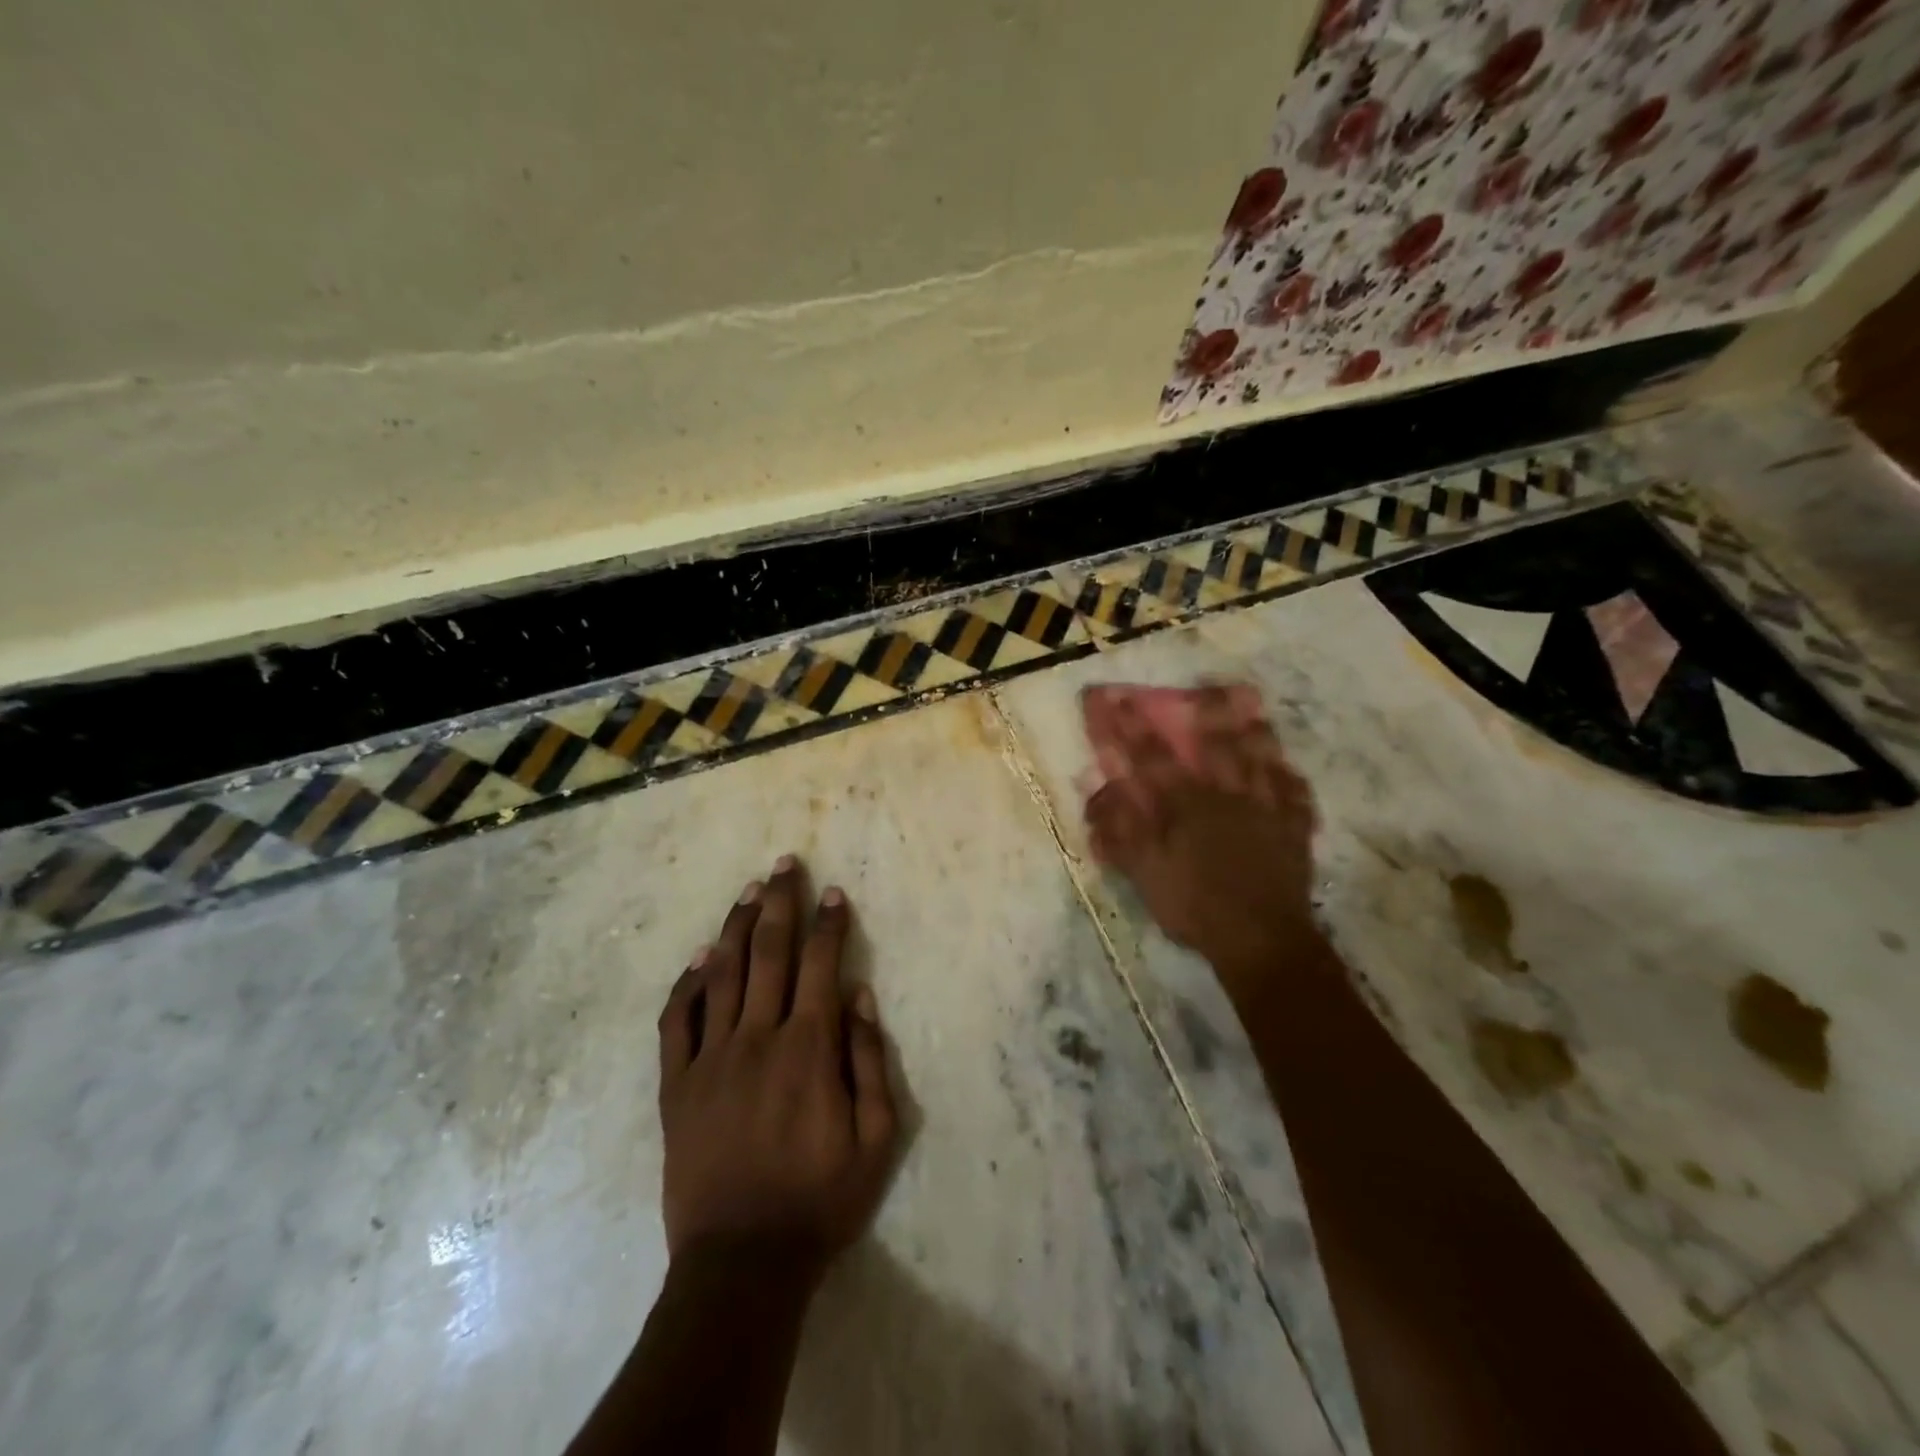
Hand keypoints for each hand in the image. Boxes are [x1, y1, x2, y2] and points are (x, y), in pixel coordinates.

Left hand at [657, 856, 898, 1277]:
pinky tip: (698, 959)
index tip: (833, 893)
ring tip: (748, 891)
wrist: (741, 1263)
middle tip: (784, 864)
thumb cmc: (820, 1200)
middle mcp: (758, 1038)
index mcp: (808, 1048)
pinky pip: (677, 1022)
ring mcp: (710, 1059)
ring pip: (722, 974)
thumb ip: (870, 1061)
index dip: (829, 924)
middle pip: (770, 953)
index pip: (821, 964)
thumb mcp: (877, 1139)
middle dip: (780, 903)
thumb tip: (858, 996)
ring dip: (736, 927)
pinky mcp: (676, 1086)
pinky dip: (687, 985)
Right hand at [1081, 683, 1325, 989]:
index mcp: (1186, 805)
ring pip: (1262, 762)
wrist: (1261, 939)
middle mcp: (1227, 797)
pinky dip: (1292, 781)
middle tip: (1204, 689)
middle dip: (1205, 715)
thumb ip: (1121, 832)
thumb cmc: (1195, 906)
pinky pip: (1296, 798)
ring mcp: (1266, 812)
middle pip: (1216, 747)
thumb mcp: (1144, 873)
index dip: (1133, 728)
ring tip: (1253, 711)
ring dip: (1255, 735)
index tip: (1118, 699)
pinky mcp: (1294, 833)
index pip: (1153, 758)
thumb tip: (1098, 796)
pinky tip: (1290, 771)